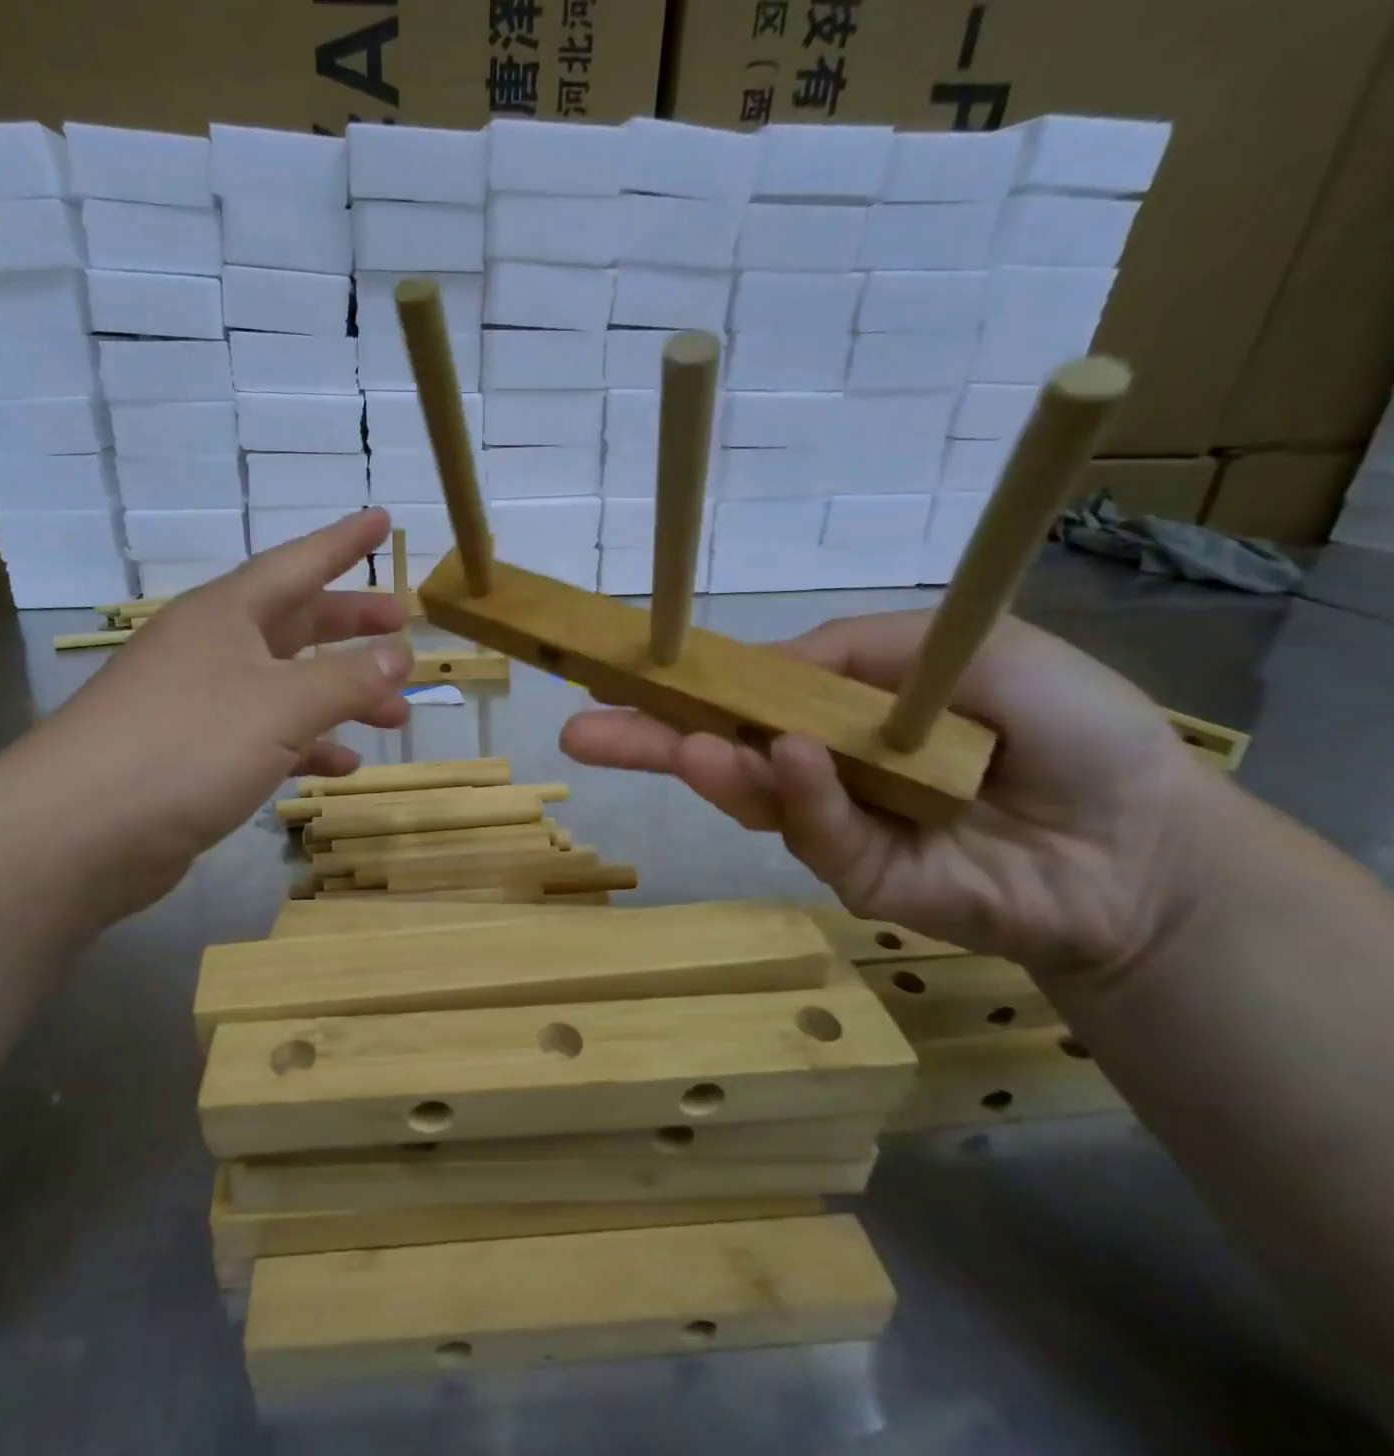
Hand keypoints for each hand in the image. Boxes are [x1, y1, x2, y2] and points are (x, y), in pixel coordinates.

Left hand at [1, 509, 410, 919]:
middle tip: (401, 628)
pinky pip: (267, 738)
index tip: (383, 520)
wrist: (78, 832)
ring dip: (341, 696)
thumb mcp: (281, 706)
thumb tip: (400, 655)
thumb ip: (347, 679)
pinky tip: (341, 766)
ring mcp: (200, 704)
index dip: (344, 542)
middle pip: (295, 624)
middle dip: (351, 626)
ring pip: (287, 686)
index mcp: (226, 615)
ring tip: (395, 714)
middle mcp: (211, 649)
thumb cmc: (187, 744)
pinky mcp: (195, 757)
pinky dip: (307, 746)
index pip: (297, 563)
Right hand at [562, 612, 1212, 974]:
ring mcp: (828, 825)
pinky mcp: (854, 879)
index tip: (611, 676)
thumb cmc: (1058, 722)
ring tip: (685, 747)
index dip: (676, 686)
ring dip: (717, 767)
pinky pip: (818, 833)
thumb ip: (849, 651)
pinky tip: (793, 763)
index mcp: (828, 713)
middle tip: (579, 731)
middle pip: (716, 753)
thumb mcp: (950, 647)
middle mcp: (813, 767)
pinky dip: (802, 797)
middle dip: (646, 741)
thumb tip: (758, 668)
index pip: (735, 698)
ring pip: (754, 796)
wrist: (1143, 838)